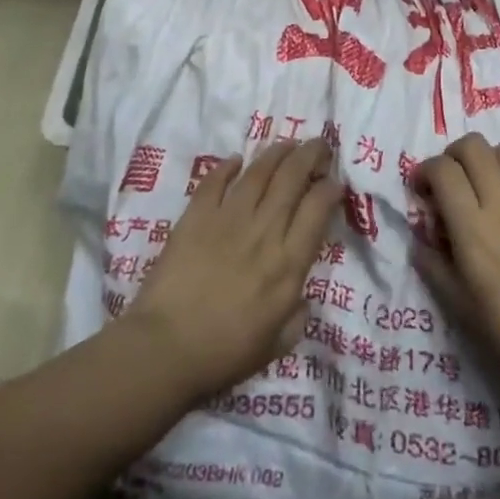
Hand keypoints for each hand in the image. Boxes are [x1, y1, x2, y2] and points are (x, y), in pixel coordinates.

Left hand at [125, 139, 341, 404]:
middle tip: (319, 145)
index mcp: (288, 263)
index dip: (330, 188)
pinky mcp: (196, 216)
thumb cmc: (223, 353)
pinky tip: (236, 160)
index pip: (318, 209)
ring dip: (276, 153)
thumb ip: (297, 317)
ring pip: (259, 172)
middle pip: (292, 178)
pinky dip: (228, 167)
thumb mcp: (276, 345)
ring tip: (287, 144)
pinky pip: (215, 182)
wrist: (165, 348)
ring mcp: (228, 219)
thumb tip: (303, 296)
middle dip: (311, 155)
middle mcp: (264, 231)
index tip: (334, 182)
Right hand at [414, 133, 499, 406]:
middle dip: (454, 157)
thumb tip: (420, 240)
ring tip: (489, 188)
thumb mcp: (461, 307)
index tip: (423, 190)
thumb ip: (434, 266)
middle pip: (473, 146)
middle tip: (453, 183)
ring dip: (489, 161)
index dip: (425, 171)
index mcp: (473, 227)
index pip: (442, 169)